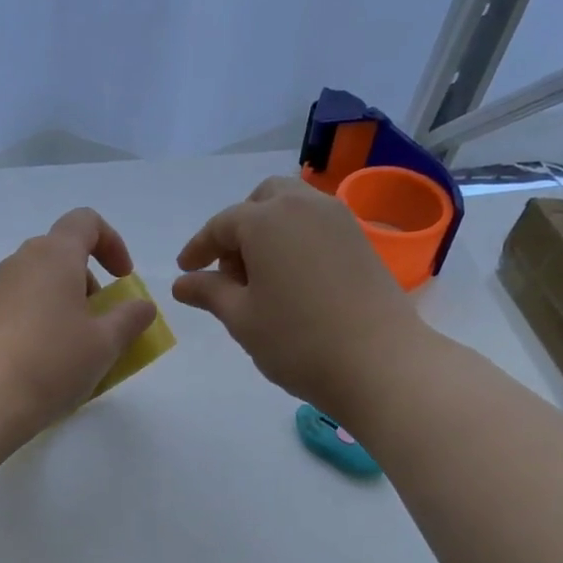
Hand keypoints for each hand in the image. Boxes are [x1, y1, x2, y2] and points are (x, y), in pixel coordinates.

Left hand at [0, 208, 157, 445]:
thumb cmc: (51, 363)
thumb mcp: (104, 344)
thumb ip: (130, 319)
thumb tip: (142, 306)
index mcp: (54, 255)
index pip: (85, 222)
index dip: (112, 243)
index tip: (123, 279)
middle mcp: (19, 262)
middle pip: (61, 255)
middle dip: (88, 284)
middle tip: (101, 324)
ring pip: (37, 284)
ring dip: (63, 306)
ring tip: (74, 350)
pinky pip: (17, 308)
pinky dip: (38, 323)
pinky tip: (42, 364)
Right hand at [173, 176, 427, 418]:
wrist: (379, 363)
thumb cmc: (297, 341)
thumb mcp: (241, 318)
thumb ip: (209, 292)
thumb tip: (182, 283)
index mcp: (267, 220)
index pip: (222, 225)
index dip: (199, 247)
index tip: (186, 270)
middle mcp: (304, 206)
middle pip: (262, 200)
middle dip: (239, 227)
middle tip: (229, 270)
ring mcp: (339, 220)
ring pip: (293, 208)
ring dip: (269, 230)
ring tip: (260, 277)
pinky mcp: (361, 241)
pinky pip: (317, 225)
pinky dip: (296, 239)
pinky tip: (291, 280)